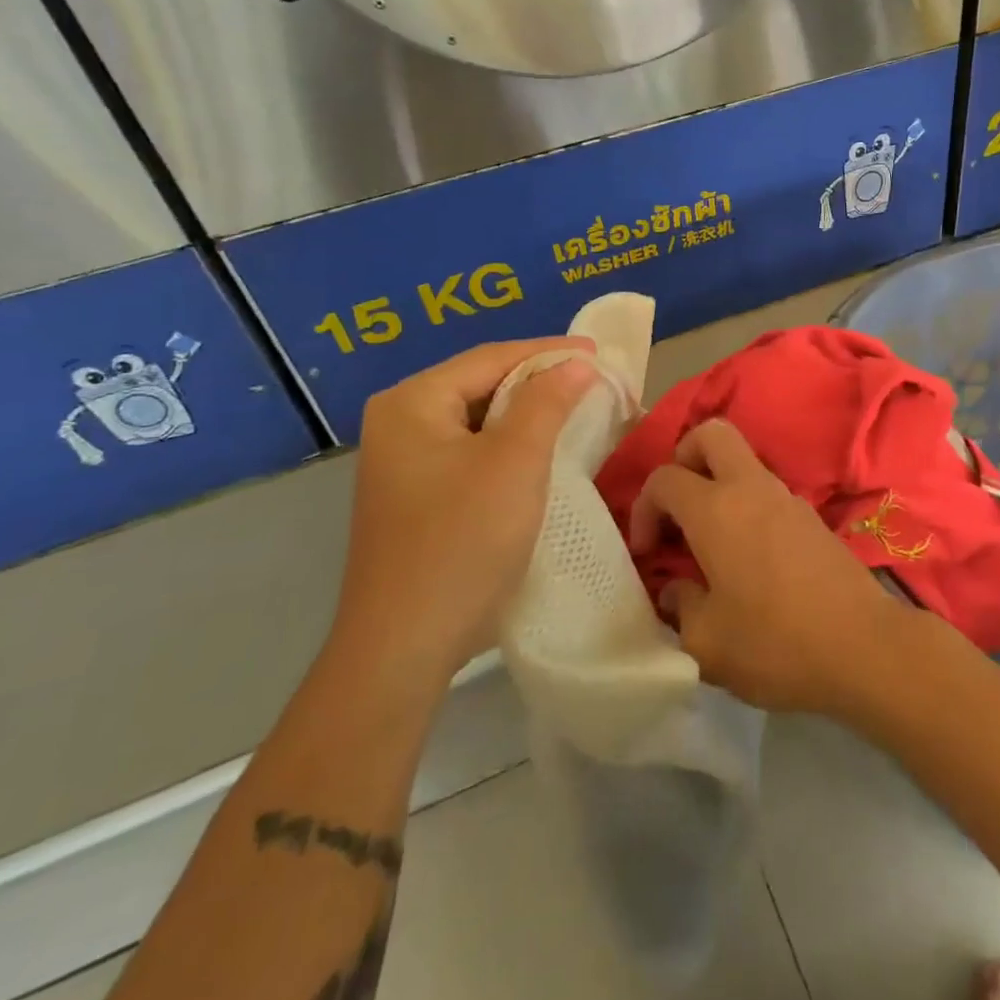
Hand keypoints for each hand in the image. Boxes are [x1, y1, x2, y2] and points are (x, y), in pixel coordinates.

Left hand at [331, 339, 595, 681]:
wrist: (403, 647)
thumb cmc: (462, 542)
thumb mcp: (515, 462)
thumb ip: (547, 402)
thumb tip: (576, 363)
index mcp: (412, 402)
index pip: (491, 358)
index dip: (550, 352)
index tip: (600, 352)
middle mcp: (399, 422)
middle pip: (482, 385)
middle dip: (540, 383)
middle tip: (594, 384)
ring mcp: (403, 463)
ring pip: (480, 421)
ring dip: (529, 416)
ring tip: (578, 413)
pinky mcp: (415, 496)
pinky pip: (471, 452)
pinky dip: (510, 447)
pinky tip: (542, 454)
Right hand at [629, 419, 916, 716]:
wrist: (863, 647)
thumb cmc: (775, 643)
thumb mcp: (706, 642)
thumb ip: (680, 606)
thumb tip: (675, 590)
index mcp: (716, 509)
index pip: (664, 478)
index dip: (643, 509)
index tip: (647, 552)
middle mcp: (750, 488)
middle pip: (711, 434)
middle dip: (684, 459)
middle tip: (677, 508)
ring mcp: (786, 498)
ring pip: (742, 461)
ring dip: (717, 485)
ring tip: (708, 542)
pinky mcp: (811, 517)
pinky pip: (766, 491)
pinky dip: (745, 506)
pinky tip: (747, 557)